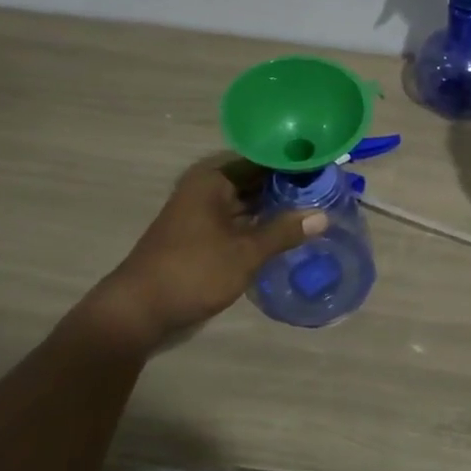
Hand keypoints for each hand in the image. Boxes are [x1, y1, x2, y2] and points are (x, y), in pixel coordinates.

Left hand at [75, 155, 324, 346]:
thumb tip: (324, 216)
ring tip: (320, 207)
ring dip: (279, 207)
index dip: (294, 162)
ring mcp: (206, 214)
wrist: (139, 312)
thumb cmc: (192, 272)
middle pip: (258, 179)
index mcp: (213, 179)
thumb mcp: (245, 252)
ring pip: (251, 202)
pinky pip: (243, 222)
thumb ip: (285, 231)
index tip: (328, 166)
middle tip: (332, 189)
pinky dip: (264, 225)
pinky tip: (292, 232)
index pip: (263, 159)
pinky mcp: (206, 237)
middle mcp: (209, 189)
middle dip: (291, 186)